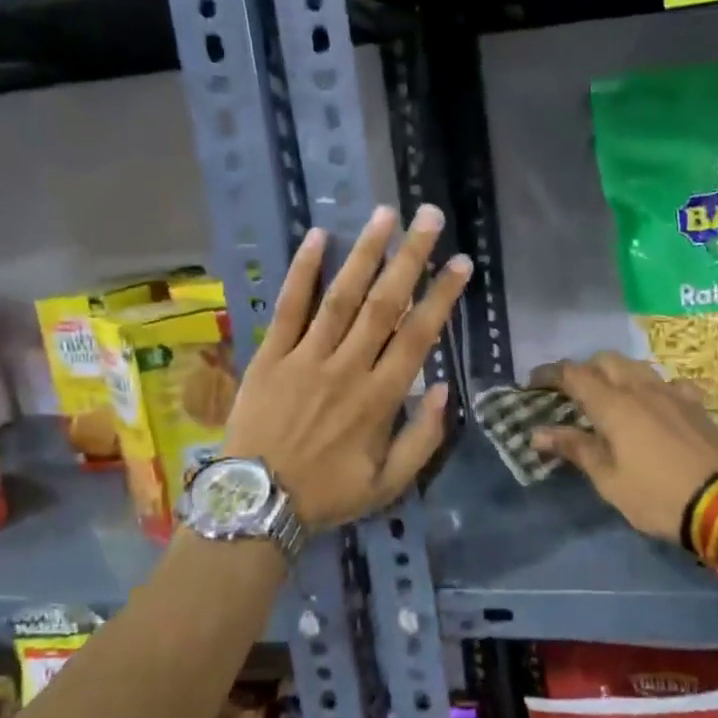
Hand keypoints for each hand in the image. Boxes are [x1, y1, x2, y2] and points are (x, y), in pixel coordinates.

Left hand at [222, 205, 470, 530]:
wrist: (257, 502)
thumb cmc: (327, 493)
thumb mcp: (389, 484)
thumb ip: (423, 439)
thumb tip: (446, 390)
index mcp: (380, 398)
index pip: (418, 335)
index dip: (442, 296)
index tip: (461, 263)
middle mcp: (347, 368)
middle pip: (384, 303)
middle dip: (410, 258)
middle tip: (429, 217)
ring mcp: (306, 357)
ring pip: (340, 296)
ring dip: (364, 253)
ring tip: (384, 215)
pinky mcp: (270, 355)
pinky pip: (288, 307)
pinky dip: (302, 272)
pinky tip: (317, 237)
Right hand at [529, 352, 717, 541]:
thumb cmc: (657, 496)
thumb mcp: (609, 480)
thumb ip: (575, 449)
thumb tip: (538, 433)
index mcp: (614, 405)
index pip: (574, 375)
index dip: (549, 374)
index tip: (532, 383)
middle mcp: (642, 388)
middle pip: (606, 361)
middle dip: (583, 370)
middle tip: (570, 393)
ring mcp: (673, 393)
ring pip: (637, 367)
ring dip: (617, 374)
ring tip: (609, 396)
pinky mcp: (696, 405)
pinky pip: (670, 383)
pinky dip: (654, 388)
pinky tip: (656, 404)